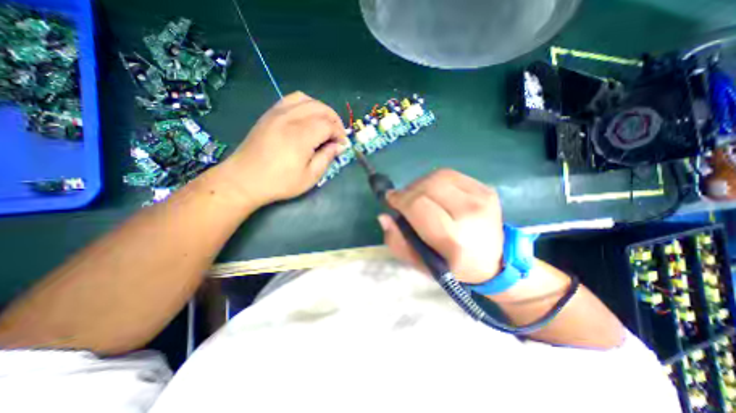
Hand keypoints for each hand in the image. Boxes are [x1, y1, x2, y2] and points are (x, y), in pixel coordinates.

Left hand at [216, 91, 347, 207]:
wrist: (244, 180)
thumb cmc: (279, 182)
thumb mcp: (309, 176)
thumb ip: (327, 158)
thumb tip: (339, 146)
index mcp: (301, 135)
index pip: (328, 124)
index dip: (339, 134)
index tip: (342, 145)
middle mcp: (290, 118)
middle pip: (320, 108)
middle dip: (334, 120)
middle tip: (338, 135)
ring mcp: (277, 113)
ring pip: (306, 99)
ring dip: (321, 109)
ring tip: (325, 124)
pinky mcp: (269, 114)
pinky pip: (291, 100)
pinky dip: (305, 104)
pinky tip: (307, 118)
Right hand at [379, 168, 506, 283]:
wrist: (494, 261)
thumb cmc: (453, 266)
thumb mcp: (420, 264)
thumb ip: (397, 242)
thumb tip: (384, 216)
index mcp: (454, 239)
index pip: (418, 205)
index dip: (399, 199)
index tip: (390, 199)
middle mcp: (470, 214)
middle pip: (427, 186)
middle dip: (408, 191)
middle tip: (403, 200)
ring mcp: (481, 197)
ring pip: (438, 176)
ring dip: (421, 183)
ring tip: (418, 196)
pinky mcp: (486, 189)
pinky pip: (451, 175)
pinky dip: (435, 181)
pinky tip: (434, 192)